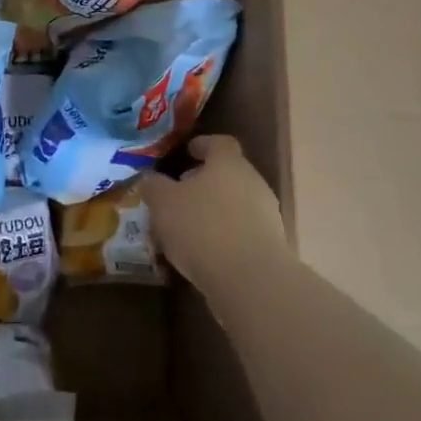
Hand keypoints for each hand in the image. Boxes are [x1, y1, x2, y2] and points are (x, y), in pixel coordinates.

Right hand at [142, 135, 288, 299]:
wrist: (250, 278)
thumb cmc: (202, 227)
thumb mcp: (163, 203)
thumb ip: (154, 186)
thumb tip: (150, 178)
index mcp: (228, 163)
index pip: (220, 143)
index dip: (203, 144)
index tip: (188, 151)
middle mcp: (252, 182)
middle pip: (229, 173)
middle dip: (205, 181)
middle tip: (181, 192)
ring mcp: (266, 214)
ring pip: (236, 203)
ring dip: (215, 209)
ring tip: (188, 226)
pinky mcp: (271, 244)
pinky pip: (243, 230)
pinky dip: (225, 234)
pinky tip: (205, 251)